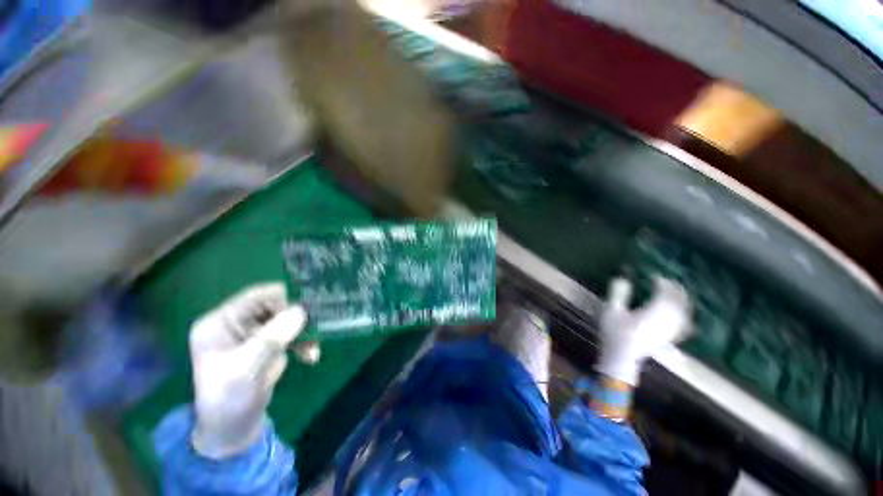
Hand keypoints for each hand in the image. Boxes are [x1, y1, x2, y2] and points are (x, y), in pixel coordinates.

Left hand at [188, 283, 316, 458]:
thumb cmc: (229, 399)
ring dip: (303, 332)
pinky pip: (293, 332)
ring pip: (289, 318)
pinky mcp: (269, 343)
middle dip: (296, 319)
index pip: (257, 296)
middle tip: (310, 334)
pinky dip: (304, 342)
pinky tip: (310, 356)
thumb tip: (301, 310)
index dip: (282, 301)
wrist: (234, 429)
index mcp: (220, 322)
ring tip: (312, 349)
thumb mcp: (246, 368)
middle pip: (276, 305)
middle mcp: (237, 322)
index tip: (301, 316)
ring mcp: (254, 333)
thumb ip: (272, 337)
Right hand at [595, 276, 691, 385]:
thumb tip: (623, 279)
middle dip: (675, 290)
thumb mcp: (611, 311)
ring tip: (677, 292)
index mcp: (651, 313)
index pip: (663, 295)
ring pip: (683, 313)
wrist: (622, 357)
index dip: (662, 284)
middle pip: (677, 303)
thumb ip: (618, 294)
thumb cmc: (614, 333)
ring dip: (682, 301)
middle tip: (669, 281)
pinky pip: (684, 324)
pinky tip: (683, 313)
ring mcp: (670, 331)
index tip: (655, 276)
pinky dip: (685, 315)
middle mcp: (665, 321)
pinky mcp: (670, 338)